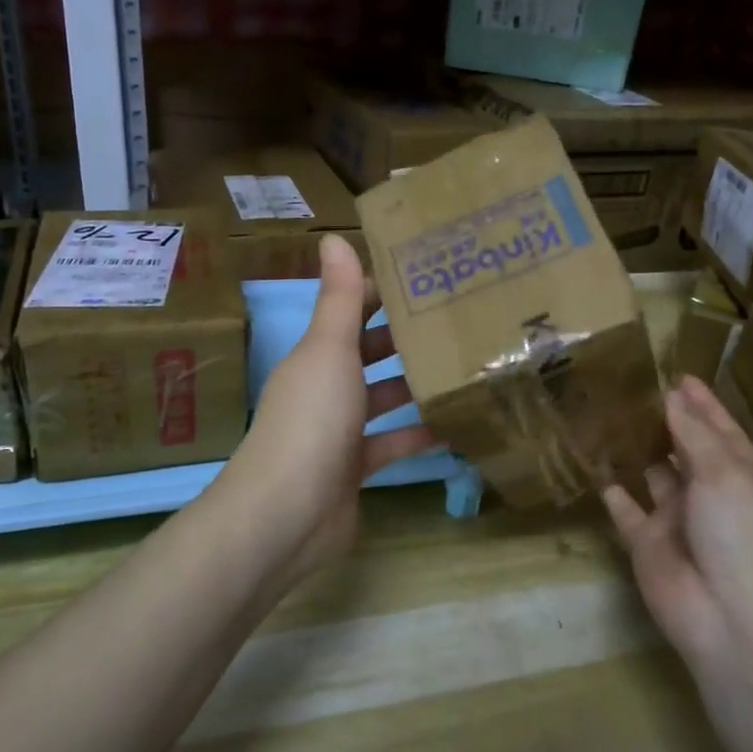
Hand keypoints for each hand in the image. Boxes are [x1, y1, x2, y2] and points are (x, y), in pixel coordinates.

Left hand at [221, 235, 439, 590]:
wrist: (287, 514)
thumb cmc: (311, 419)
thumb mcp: (329, 350)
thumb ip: (339, 297)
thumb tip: (333, 236)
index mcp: (316, 355)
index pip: (351, 311)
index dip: (384, 293)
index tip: (430, 279)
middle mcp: (325, 387)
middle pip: (369, 354)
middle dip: (406, 338)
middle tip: (459, 321)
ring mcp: (339, 431)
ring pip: (383, 398)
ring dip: (415, 385)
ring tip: (465, 366)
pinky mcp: (354, 468)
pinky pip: (392, 443)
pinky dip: (418, 435)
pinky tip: (456, 424)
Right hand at [602, 376, 752, 670]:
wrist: (730, 620)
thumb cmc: (741, 536)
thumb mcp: (725, 474)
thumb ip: (695, 433)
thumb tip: (674, 396)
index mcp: (740, 476)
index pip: (720, 430)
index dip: (702, 403)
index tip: (678, 375)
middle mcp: (709, 494)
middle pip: (685, 448)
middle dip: (664, 420)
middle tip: (631, 387)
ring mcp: (676, 519)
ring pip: (653, 475)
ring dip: (636, 450)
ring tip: (608, 414)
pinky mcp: (646, 542)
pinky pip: (625, 509)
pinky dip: (613, 490)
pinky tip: (594, 465)